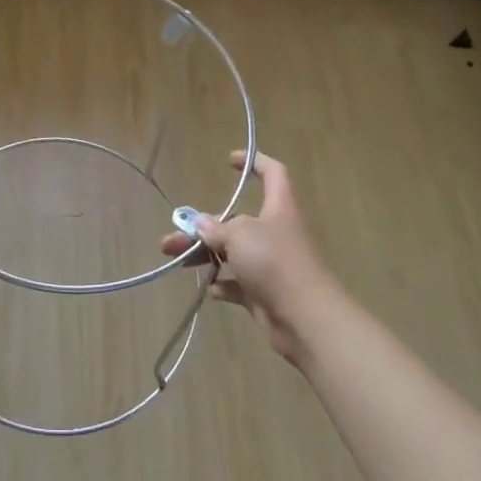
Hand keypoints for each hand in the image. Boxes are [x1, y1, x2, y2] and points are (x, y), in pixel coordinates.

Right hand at [160, 151, 341, 365]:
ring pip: (232, 253)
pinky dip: (224, 284)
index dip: (254, 162)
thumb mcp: (240, 235)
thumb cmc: (275, 262)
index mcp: (279, 208)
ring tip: (176, 260)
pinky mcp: (266, 292)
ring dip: (205, 255)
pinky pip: (239, 283)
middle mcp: (276, 232)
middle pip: (237, 221)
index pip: (273, 173)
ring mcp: (271, 264)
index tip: (230, 160)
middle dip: (203, 227)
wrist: (306, 319)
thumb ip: (217, 228)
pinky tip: (212, 288)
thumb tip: (202, 224)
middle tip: (173, 235)